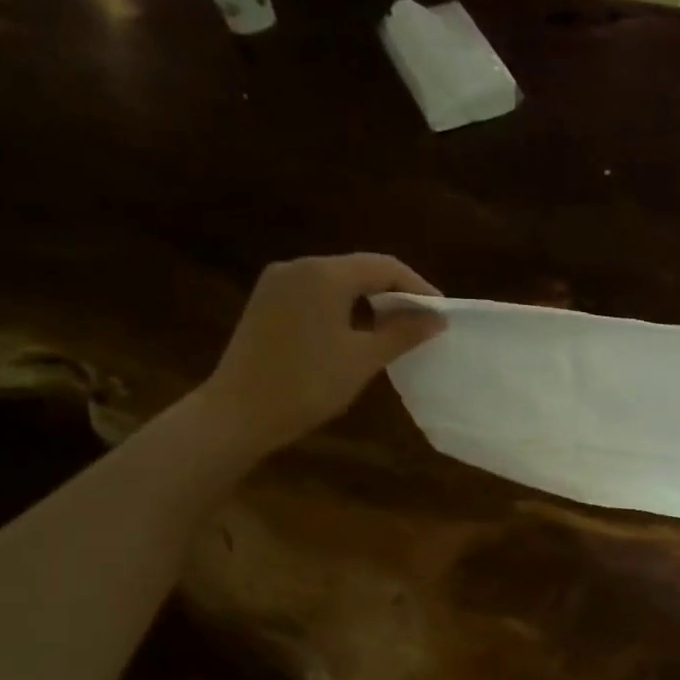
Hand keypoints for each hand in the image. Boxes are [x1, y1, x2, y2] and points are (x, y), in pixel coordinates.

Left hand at [201, 254, 442, 455]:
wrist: (239, 412)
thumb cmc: (308, 384)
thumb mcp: (363, 359)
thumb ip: (403, 333)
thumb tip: (437, 318)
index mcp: (324, 274)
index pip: (384, 267)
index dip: (418, 288)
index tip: (440, 314)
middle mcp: (299, 266)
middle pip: (359, 269)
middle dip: (394, 293)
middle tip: (421, 323)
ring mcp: (278, 283)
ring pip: (337, 281)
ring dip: (369, 301)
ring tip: (394, 330)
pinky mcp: (267, 302)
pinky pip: (315, 293)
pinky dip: (343, 306)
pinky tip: (355, 333)